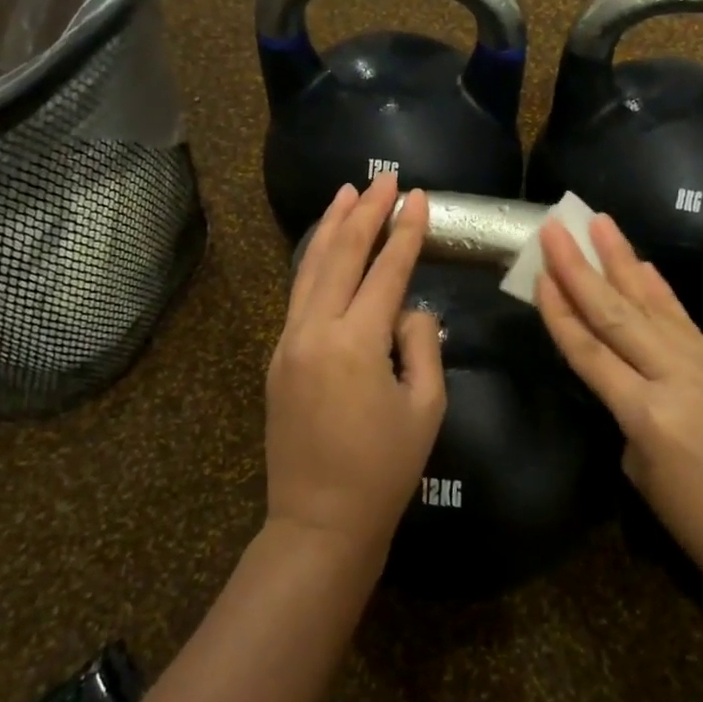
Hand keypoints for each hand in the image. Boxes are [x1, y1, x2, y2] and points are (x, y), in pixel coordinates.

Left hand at [264, 173, 446, 562]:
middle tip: (384, 179)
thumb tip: (408, 311)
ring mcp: (289, 343)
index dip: (405, 232)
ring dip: (331, 228)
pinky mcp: (278, 359)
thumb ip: (421, 344)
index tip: (419, 197)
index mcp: (356, 343)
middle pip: (341, 256)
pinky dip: (313, 263)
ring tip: (347, 194)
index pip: (386, 271)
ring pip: (310, 270)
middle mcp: (315, 331)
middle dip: (365, 214)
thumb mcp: (424, 407)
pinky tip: (324, 248)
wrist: (320, 522)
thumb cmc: (384, 471)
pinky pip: (298, 297)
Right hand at [535, 215, 702, 606]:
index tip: (538, 274)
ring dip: (623, 261)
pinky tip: (645, 266)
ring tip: (600, 223)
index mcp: (648, 417)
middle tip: (557, 228)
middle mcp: (678, 381)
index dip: (561, 312)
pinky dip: (662, 292)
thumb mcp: (645, 478)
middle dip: (582, 268)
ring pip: (655, 307)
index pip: (591, 353)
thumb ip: (630, 420)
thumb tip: (630, 386)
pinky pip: (687, 324)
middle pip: (618, 316)